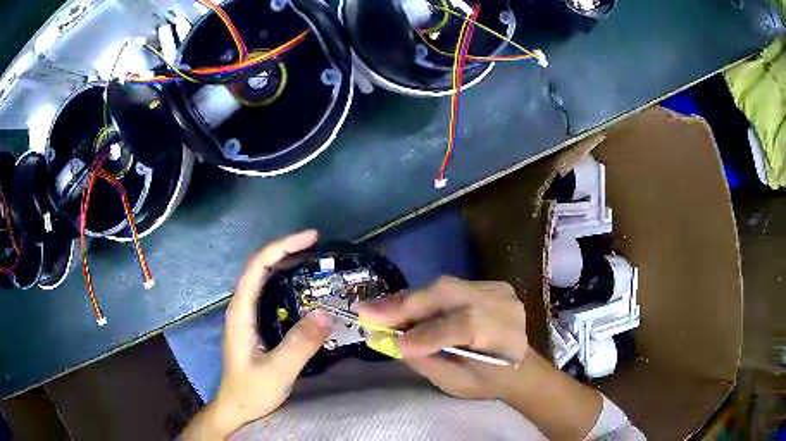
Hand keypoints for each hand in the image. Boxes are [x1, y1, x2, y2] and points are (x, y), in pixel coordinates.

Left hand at [181, 230, 334, 439]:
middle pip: (259, 266)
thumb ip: (300, 344)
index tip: (311, 238)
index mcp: (241, 311)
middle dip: (286, 249)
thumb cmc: (251, 391)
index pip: (257, 266)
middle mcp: (241, 306)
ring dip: (286, 263)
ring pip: (263, 278)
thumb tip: (327, 314)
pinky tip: (304, 289)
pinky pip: (269, 293)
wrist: (236, 407)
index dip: (282, 246)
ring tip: (314, 261)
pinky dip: (286, 282)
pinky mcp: (254, 324)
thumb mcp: (278, 371)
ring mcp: (246, 315)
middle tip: (317, 247)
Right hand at [358, 276, 527, 399]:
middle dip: (406, 304)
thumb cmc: (488, 381)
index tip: (394, 343)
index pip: (467, 326)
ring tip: (375, 309)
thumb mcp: (457, 383)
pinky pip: (446, 288)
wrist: (518, 364)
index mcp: (506, 335)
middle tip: (367, 312)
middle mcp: (503, 304)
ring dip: (407, 299)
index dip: (429, 333)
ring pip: (443, 287)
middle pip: (450, 294)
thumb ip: (423, 361)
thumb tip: (384, 339)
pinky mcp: (485, 284)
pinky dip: (419, 298)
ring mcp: (496, 289)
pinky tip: (398, 306)